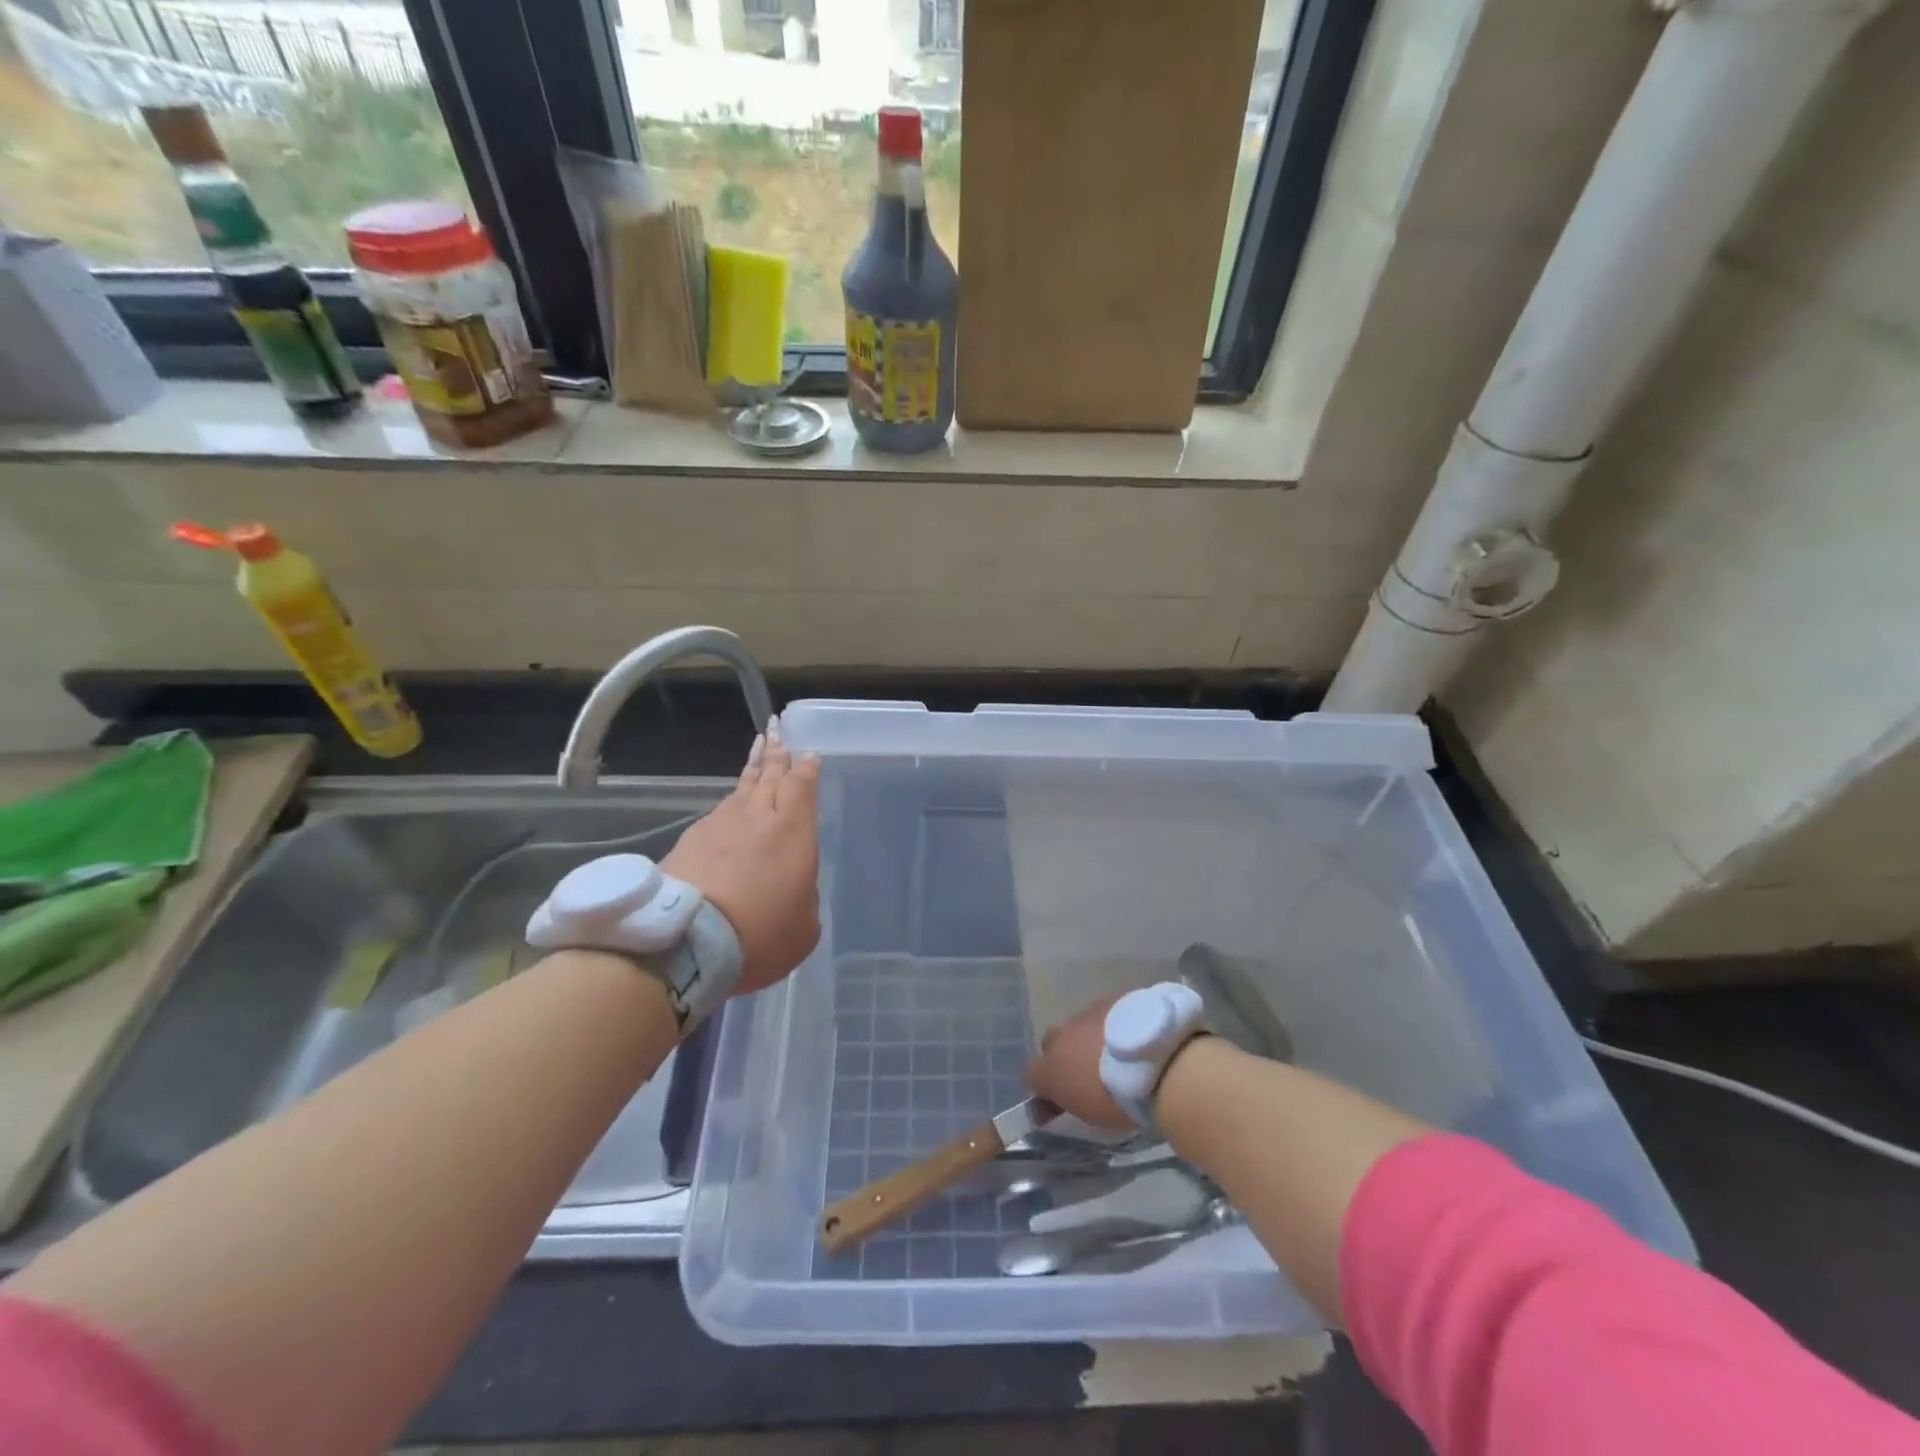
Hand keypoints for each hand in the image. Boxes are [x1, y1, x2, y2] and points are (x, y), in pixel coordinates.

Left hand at [662, 719, 821, 994]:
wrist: (686, 941)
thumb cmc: (760, 934)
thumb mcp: (803, 928)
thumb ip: (804, 900)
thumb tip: (795, 892)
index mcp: (794, 831)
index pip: (802, 787)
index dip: (806, 768)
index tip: (808, 752)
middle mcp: (758, 817)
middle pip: (770, 775)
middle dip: (776, 751)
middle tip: (776, 729)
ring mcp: (719, 825)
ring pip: (740, 788)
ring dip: (752, 769)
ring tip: (757, 753)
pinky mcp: (689, 840)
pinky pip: (716, 813)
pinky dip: (727, 805)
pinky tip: (727, 808)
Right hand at [1023, 995, 1132, 1132]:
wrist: (1155, 1060)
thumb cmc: (1119, 1098)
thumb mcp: (1090, 1114)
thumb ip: (1070, 1101)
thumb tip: (1051, 1105)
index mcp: (1050, 1068)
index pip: (1030, 1074)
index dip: (1042, 1085)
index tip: (1057, 1099)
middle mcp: (1061, 1036)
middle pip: (1052, 1042)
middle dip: (1065, 1054)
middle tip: (1089, 1072)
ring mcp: (1087, 1014)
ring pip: (1079, 1025)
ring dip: (1090, 1038)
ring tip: (1117, 1055)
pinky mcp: (1112, 999)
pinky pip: (1105, 1014)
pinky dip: (1112, 1026)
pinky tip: (1133, 1038)